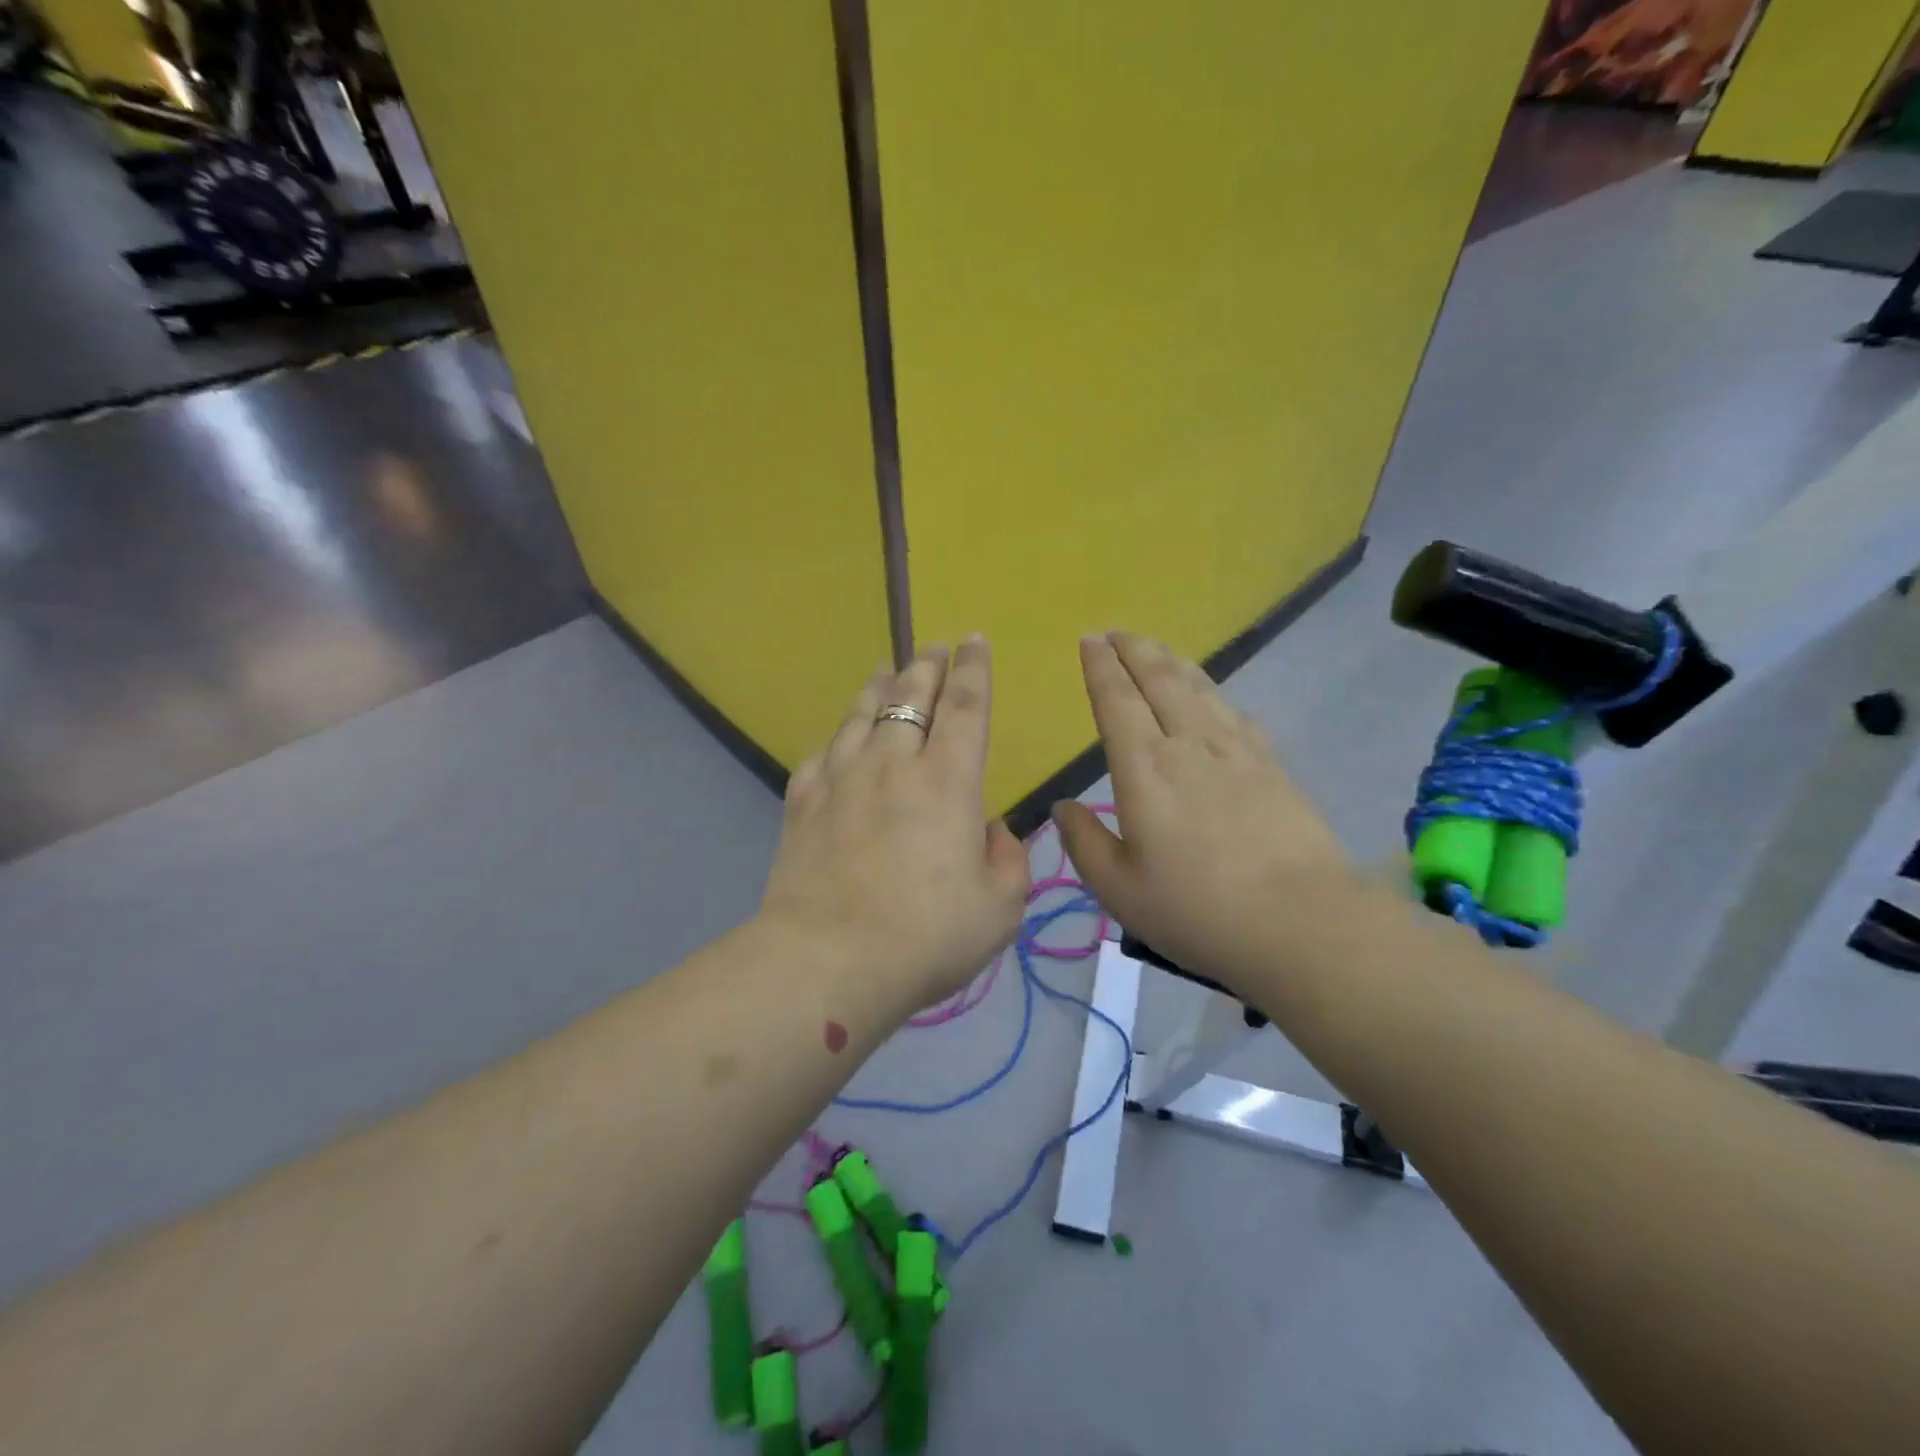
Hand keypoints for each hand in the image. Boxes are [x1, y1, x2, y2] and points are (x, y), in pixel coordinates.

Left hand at [759, 639, 1029, 1015]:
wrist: (827, 962)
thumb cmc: (926, 937)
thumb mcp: (1000, 908)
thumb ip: (1007, 859)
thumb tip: (990, 829)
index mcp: (947, 782)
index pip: (965, 707)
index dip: (974, 670)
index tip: (975, 641)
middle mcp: (892, 765)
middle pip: (910, 697)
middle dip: (927, 665)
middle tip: (935, 646)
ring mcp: (840, 780)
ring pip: (861, 715)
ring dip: (878, 687)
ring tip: (886, 670)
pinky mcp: (802, 804)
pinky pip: (821, 756)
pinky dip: (837, 742)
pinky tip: (838, 743)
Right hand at [1053, 632, 1355, 993]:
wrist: (1301, 922)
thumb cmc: (1197, 910)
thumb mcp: (1119, 889)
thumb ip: (1084, 842)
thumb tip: (1063, 806)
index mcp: (1144, 768)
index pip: (1116, 700)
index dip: (1100, 667)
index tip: (1089, 641)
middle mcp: (1187, 744)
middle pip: (1159, 680)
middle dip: (1134, 650)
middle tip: (1116, 632)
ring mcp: (1235, 750)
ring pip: (1198, 687)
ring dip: (1171, 661)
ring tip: (1155, 648)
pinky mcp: (1271, 764)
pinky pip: (1233, 711)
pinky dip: (1212, 691)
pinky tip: (1210, 695)